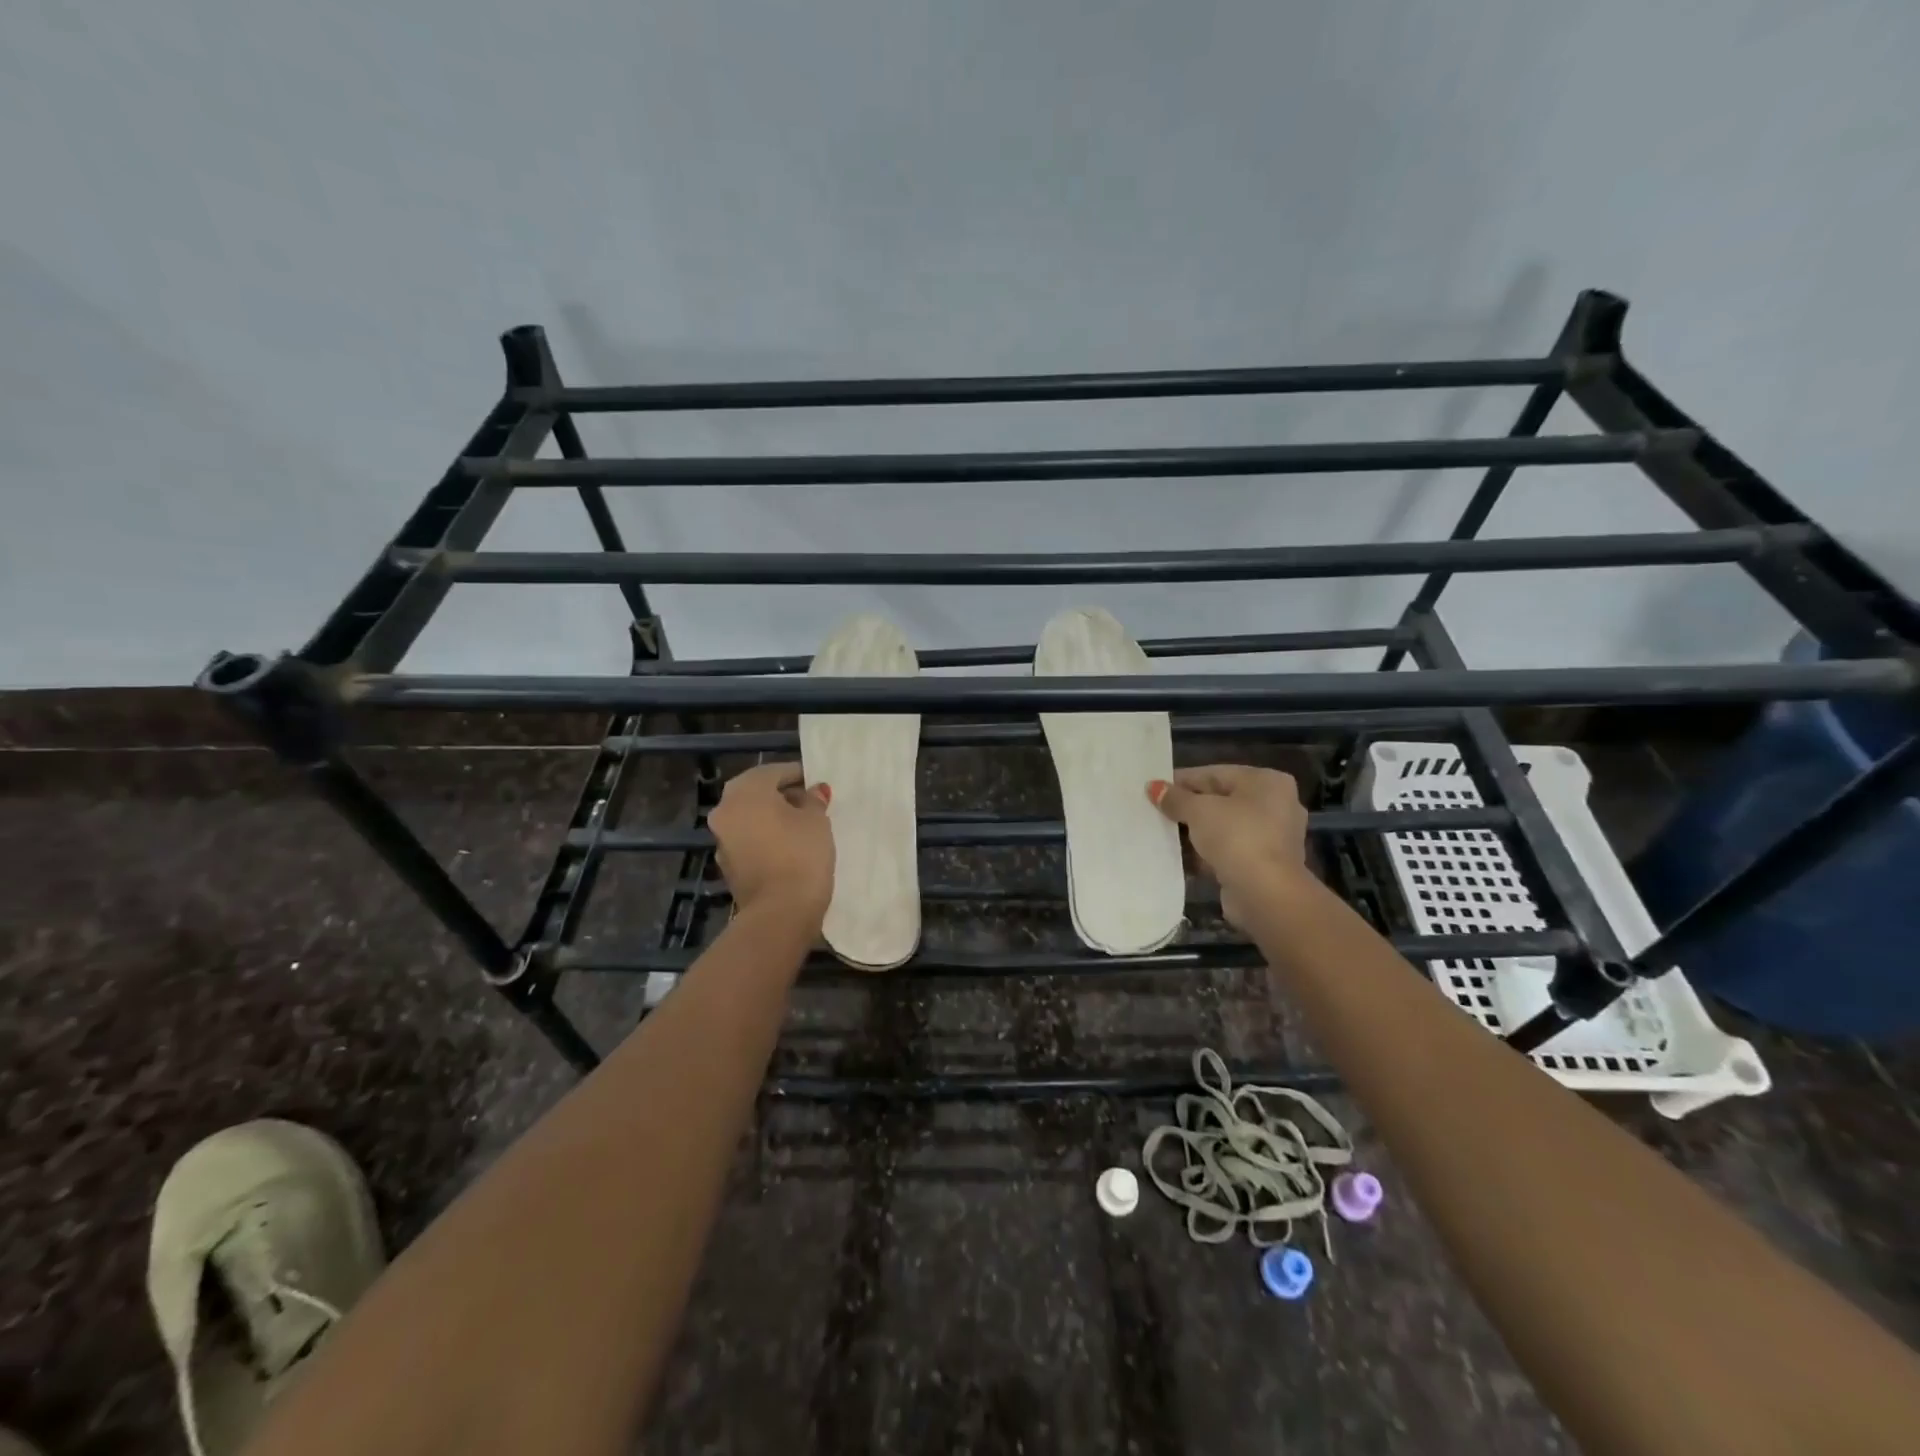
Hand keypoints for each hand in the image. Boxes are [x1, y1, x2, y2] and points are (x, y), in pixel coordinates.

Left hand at [709, 762, 833, 931]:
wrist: (780, 912)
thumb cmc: (801, 854)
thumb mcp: (817, 820)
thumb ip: (813, 800)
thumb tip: (812, 791)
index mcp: (744, 792)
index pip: (773, 772)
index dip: (797, 774)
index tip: (816, 783)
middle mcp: (725, 811)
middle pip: (756, 793)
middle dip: (782, 794)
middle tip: (810, 801)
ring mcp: (722, 840)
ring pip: (750, 817)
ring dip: (772, 816)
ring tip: (802, 825)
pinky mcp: (728, 865)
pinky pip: (749, 840)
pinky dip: (765, 837)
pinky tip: (789, 846)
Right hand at [1149, 765, 1307, 928]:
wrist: (1266, 894)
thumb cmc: (1236, 838)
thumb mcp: (1199, 811)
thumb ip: (1175, 798)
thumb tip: (1153, 787)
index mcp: (1267, 781)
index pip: (1215, 774)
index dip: (1182, 780)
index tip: (1154, 789)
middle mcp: (1276, 805)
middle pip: (1221, 800)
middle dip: (1188, 808)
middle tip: (1156, 811)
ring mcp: (1272, 837)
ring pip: (1224, 828)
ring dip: (1196, 833)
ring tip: (1162, 834)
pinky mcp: (1264, 865)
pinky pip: (1228, 851)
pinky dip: (1206, 854)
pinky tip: (1179, 857)